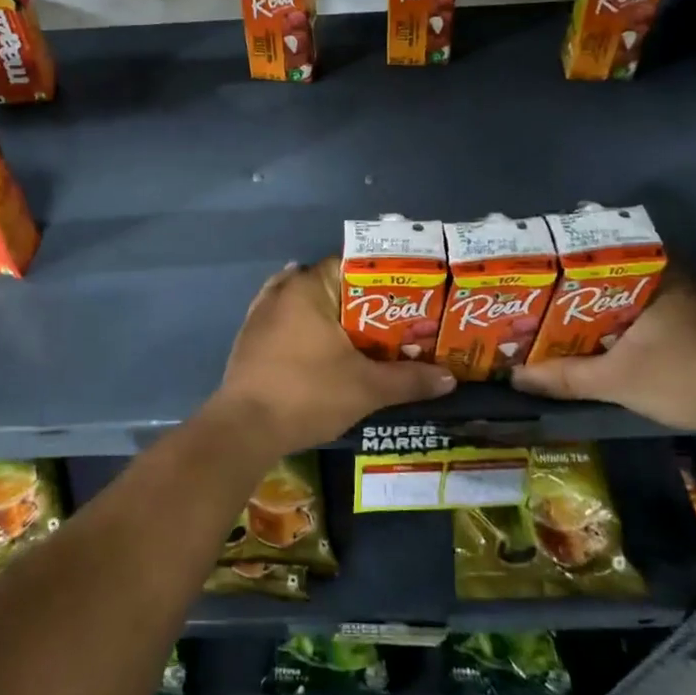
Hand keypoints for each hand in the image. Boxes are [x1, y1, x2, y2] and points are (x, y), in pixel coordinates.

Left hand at [209, 260, 455, 456]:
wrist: (245, 428)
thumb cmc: (308, 394)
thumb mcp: (366, 388)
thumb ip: (409, 379)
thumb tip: (450, 378)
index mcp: (309, 288)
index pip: (351, 265)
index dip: (382, 280)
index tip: (407, 296)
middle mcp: (281, 291)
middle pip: (328, 284)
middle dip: (359, 301)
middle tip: (392, 321)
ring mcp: (260, 314)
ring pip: (304, 303)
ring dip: (329, 315)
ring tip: (361, 334)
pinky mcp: (249, 339)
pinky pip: (285, 322)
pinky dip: (305, 329)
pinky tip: (321, 346)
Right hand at [510, 270, 695, 436]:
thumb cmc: (684, 376)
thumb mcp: (615, 380)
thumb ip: (564, 376)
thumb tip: (515, 377)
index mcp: (655, 275)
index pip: (601, 252)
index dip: (566, 261)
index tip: (538, 270)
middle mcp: (674, 279)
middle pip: (613, 275)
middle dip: (578, 288)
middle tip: (541, 298)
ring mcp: (690, 303)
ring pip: (631, 297)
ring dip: (601, 308)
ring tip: (560, 319)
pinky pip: (647, 314)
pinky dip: (622, 324)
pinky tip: (600, 340)